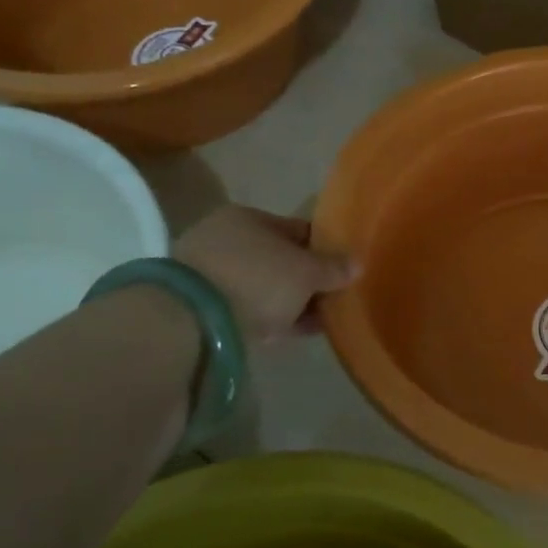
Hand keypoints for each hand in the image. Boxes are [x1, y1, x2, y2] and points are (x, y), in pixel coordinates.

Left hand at [172, 205, 356, 343]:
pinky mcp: (198, 306)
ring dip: (286, 300)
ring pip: (261, 284)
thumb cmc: (257, 280)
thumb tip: (357, 264)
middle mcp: (224, 237)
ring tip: (313, 321)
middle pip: (278, 258)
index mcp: (248, 217)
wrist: (190, 322)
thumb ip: (333, 268)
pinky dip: (266, 316)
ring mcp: (207, 272)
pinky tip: (287, 331)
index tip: (342, 272)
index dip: (324, 250)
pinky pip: (245, 307)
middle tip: (329, 299)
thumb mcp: (306, 273)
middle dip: (304, 279)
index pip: (297, 230)